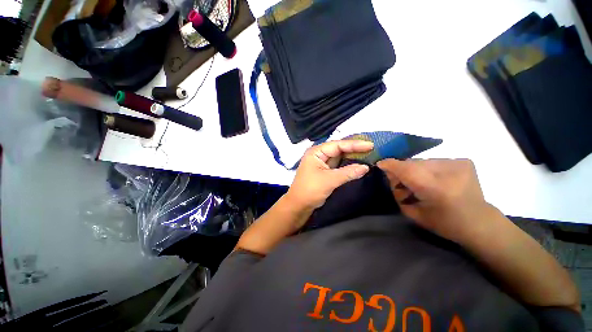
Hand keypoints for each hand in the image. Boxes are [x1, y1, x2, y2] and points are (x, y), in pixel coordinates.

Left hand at [286, 140, 373, 210]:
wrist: (299, 205)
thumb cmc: (311, 190)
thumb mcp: (329, 180)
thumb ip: (348, 172)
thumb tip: (366, 167)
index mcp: (316, 152)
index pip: (337, 145)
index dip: (354, 144)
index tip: (370, 145)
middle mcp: (319, 154)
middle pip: (339, 149)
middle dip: (354, 148)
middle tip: (371, 148)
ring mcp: (321, 163)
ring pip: (339, 157)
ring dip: (352, 156)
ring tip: (368, 153)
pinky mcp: (325, 171)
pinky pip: (338, 165)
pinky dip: (347, 165)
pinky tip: (358, 163)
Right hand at [377, 158, 496, 242]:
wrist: (479, 223)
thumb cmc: (443, 223)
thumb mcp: (412, 212)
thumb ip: (397, 192)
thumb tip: (390, 174)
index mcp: (435, 188)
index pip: (406, 169)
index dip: (390, 164)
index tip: (380, 164)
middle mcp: (448, 171)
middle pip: (413, 163)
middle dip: (402, 170)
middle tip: (402, 183)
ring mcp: (458, 163)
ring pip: (422, 161)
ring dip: (415, 170)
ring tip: (419, 183)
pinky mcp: (463, 161)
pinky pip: (434, 161)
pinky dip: (428, 169)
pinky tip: (434, 180)